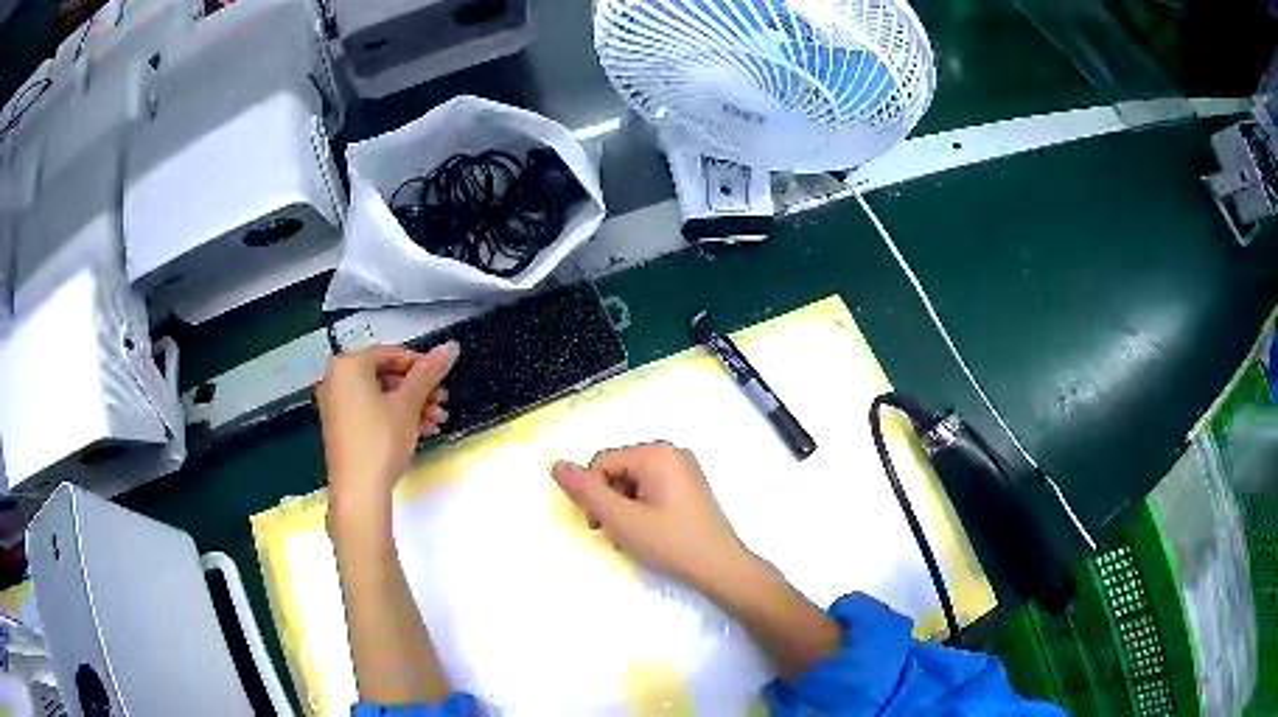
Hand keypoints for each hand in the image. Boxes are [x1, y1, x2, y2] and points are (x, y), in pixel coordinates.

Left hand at [316, 343, 457, 513]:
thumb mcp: (408, 404)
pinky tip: (419, 431)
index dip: (420, 365)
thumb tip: (450, 347)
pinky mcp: (341, 427)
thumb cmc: (380, 440)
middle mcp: (336, 379)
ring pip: (380, 396)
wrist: (359, 491)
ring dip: (411, 406)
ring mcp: (336, 404)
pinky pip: (371, 411)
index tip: (442, 378)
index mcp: (348, 365)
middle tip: (441, 403)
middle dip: (418, 390)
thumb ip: (428, 373)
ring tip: (435, 422)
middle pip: (385, 375)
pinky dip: (394, 417)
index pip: (390, 353)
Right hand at [551, 442, 758, 592]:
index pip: (601, 462)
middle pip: (617, 470)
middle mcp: (671, 453)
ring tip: (635, 536)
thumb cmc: (671, 543)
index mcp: (657, 453)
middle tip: (619, 533)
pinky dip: (641, 509)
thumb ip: (586, 492)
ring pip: (631, 482)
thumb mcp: (621, 520)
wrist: (720, 569)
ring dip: (623, 508)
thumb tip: (556, 464)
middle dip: (609, 501)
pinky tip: (650, 533)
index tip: (601, 525)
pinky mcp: (689, 487)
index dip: (593, 494)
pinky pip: (650, 489)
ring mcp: (684, 469)